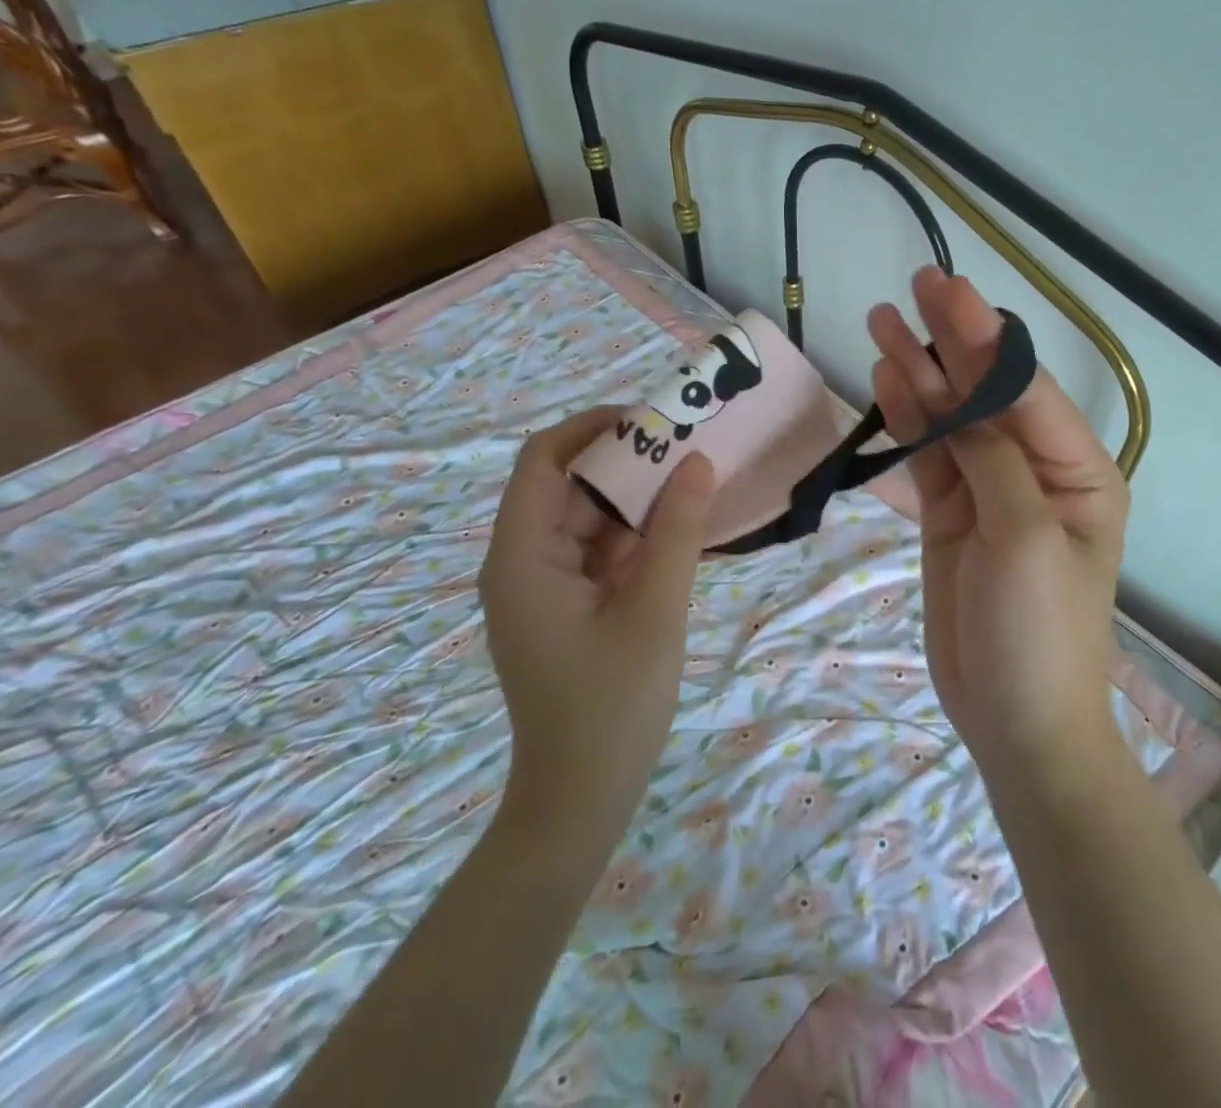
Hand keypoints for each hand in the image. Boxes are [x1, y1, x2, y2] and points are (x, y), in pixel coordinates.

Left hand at [477, 408, 715, 848]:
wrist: (581, 802)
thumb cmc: (611, 707)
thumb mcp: (654, 611)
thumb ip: (675, 532)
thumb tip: (698, 462)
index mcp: (522, 557)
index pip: (543, 461)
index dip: (592, 428)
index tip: (651, 419)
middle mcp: (524, 562)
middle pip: (569, 487)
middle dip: (626, 461)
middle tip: (688, 445)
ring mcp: (546, 587)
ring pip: (589, 520)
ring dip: (637, 499)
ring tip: (694, 477)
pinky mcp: (569, 608)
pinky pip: (601, 553)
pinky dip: (637, 536)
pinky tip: (682, 527)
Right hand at [869, 268, 1130, 785]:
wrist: (1014, 719)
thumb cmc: (1040, 630)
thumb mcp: (1025, 537)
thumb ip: (993, 460)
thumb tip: (962, 401)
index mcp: (1077, 470)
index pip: (1023, 390)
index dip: (984, 338)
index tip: (947, 292)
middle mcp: (1035, 469)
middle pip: (986, 393)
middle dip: (951, 341)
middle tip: (914, 287)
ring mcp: (988, 490)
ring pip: (950, 418)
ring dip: (919, 373)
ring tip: (882, 324)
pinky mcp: (951, 513)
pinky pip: (929, 455)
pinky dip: (907, 419)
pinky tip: (886, 381)